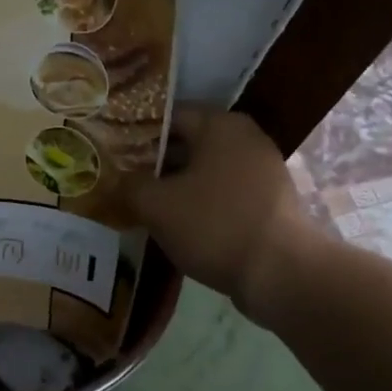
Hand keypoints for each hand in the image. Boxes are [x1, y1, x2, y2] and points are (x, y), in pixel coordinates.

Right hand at [130, 107, 318, 325]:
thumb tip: (117, 179)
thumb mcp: (156, 204)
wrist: (280, 274)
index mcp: (220, 125)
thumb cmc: (214, 225)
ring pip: (204, 170)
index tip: (111, 153)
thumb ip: (129, 184)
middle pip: (187, 142)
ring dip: (175, 185)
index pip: (167, 116)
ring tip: (143, 204)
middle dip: (153, 162)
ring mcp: (262, 170)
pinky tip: (177, 224)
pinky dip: (199, 202)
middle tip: (121, 180)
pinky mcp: (269, 202)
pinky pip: (223, 192)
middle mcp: (246, 138)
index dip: (134, 134)